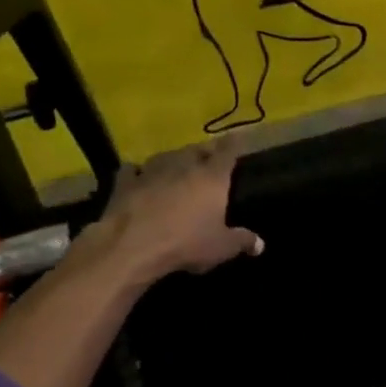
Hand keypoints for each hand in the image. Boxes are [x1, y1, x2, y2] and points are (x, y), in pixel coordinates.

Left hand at [87, 140, 262, 282]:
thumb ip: (242, 241)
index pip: (228, 150)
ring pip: (166, 156)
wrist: (132, 246)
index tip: (238, 138)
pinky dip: (138, 172)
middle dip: (204, 152)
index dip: (235, 143)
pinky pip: (133, 170)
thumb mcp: (221, 247)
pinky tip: (139, 178)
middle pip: (196, 149)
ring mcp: (151, 170)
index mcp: (211, 176)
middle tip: (208, 161)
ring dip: (174, 160)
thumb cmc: (186, 243)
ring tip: (178, 168)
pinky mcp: (125, 182)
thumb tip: (260, 244)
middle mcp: (183, 165)